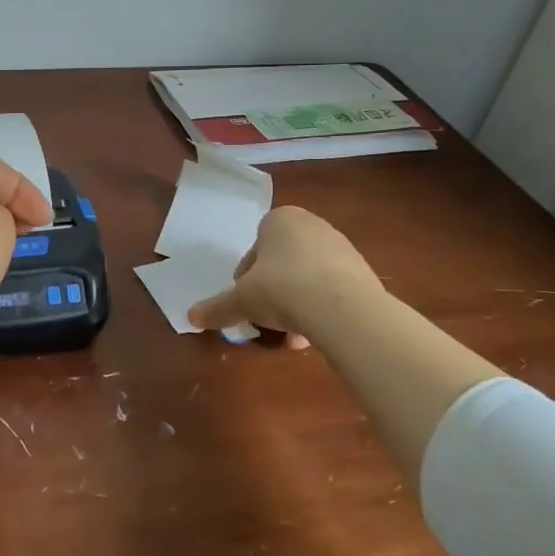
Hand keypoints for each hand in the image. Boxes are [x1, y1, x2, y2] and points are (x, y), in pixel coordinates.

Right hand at [187, 206, 385, 345]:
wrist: (342, 307)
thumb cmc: (281, 288)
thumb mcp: (241, 300)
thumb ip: (217, 307)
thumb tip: (191, 317)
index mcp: (281, 220)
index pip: (255, 247)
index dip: (246, 277)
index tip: (246, 300)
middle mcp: (313, 226)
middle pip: (282, 263)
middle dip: (274, 292)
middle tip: (266, 318)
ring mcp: (342, 248)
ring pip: (308, 278)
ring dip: (297, 304)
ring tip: (292, 334)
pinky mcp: (363, 273)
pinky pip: (332, 291)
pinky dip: (321, 310)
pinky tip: (315, 335)